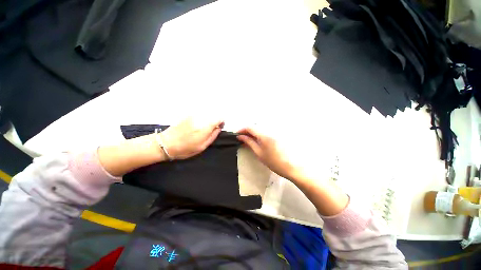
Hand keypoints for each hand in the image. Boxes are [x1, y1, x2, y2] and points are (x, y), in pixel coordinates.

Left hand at [161, 118, 223, 159]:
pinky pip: (199, 114)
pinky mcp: (187, 115)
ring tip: (202, 129)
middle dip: (215, 121)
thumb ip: (213, 136)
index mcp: (205, 127)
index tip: (219, 127)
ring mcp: (193, 115)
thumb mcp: (202, 146)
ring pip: (206, 114)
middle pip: (213, 114)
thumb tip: (218, 128)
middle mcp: (200, 118)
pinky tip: (195, 126)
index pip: (219, 118)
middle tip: (211, 129)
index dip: (221, 122)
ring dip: (208, 119)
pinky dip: (201, 118)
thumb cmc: (186, 148)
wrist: (167, 143)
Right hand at [237, 127, 302, 181]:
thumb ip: (249, 143)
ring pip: (260, 128)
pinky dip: (259, 134)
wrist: (290, 166)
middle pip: (255, 126)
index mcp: (264, 135)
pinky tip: (257, 140)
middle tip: (242, 138)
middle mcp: (269, 130)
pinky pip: (265, 131)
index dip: (242, 130)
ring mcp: (274, 132)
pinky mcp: (277, 134)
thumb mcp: (259, 153)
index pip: (250, 127)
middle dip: (247, 131)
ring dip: (253, 132)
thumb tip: (241, 137)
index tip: (237, 135)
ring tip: (248, 140)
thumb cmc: (273, 162)